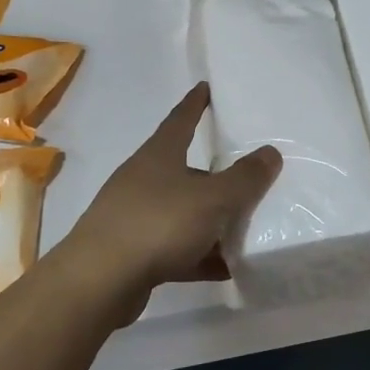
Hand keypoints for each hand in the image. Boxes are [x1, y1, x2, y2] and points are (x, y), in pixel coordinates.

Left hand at [58, 83, 280, 318]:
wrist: (99, 282)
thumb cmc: (158, 223)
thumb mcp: (212, 199)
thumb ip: (245, 178)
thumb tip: (271, 152)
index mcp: (159, 155)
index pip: (181, 119)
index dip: (195, 103)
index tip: (205, 87)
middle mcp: (144, 180)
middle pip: (186, 170)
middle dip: (215, 175)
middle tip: (246, 177)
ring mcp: (135, 217)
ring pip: (182, 211)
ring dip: (209, 220)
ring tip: (243, 228)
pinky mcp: (133, 253)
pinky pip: (175, 248)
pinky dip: (199, 255)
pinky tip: (224, 267)